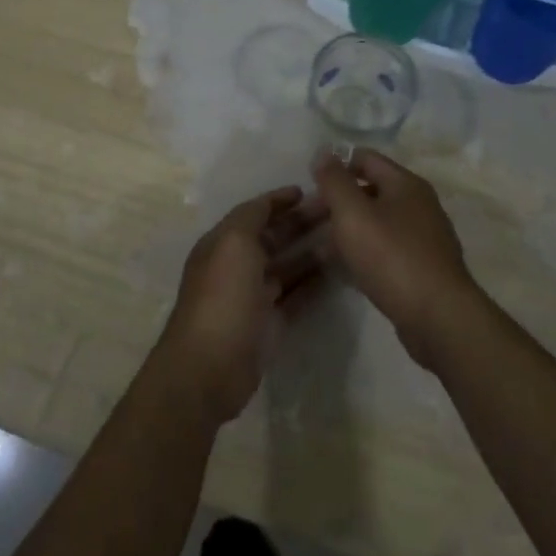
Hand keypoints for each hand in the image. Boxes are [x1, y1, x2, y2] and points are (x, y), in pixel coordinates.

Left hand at [156, 187, 326, 423]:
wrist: (210, 365)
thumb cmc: (222, 296)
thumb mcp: (233, 242)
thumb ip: (252, 216)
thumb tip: (272, 202)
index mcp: (223, 243)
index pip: (254, 213)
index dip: (279, 200)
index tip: (309, 190)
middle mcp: (237, 266)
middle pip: (274, 237)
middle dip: (302, 222)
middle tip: (337, 211)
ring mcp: (254, 296)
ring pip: (288, 265)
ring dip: (312, 251)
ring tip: (344, 237)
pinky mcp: (270, 323)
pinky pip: (296, 295)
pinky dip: (314, 282)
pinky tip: (338, 271)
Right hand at [311, 149, 480, 368]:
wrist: (438, 316)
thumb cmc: (392, 257)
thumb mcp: (353, 214)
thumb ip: (335, 181)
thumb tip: (324, 151)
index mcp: (406, 184)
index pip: (365, 158)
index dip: (336, 165)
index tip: (309, 184)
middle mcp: (419, 204)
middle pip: (372, 190)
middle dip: (339, 200)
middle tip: (308, 219)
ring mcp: (424, 237)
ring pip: (378, 222)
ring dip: (349, 229)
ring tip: (320, 246)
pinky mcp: (423, 267)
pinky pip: (386, 249)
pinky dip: (364, 252)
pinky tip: (346, 269)